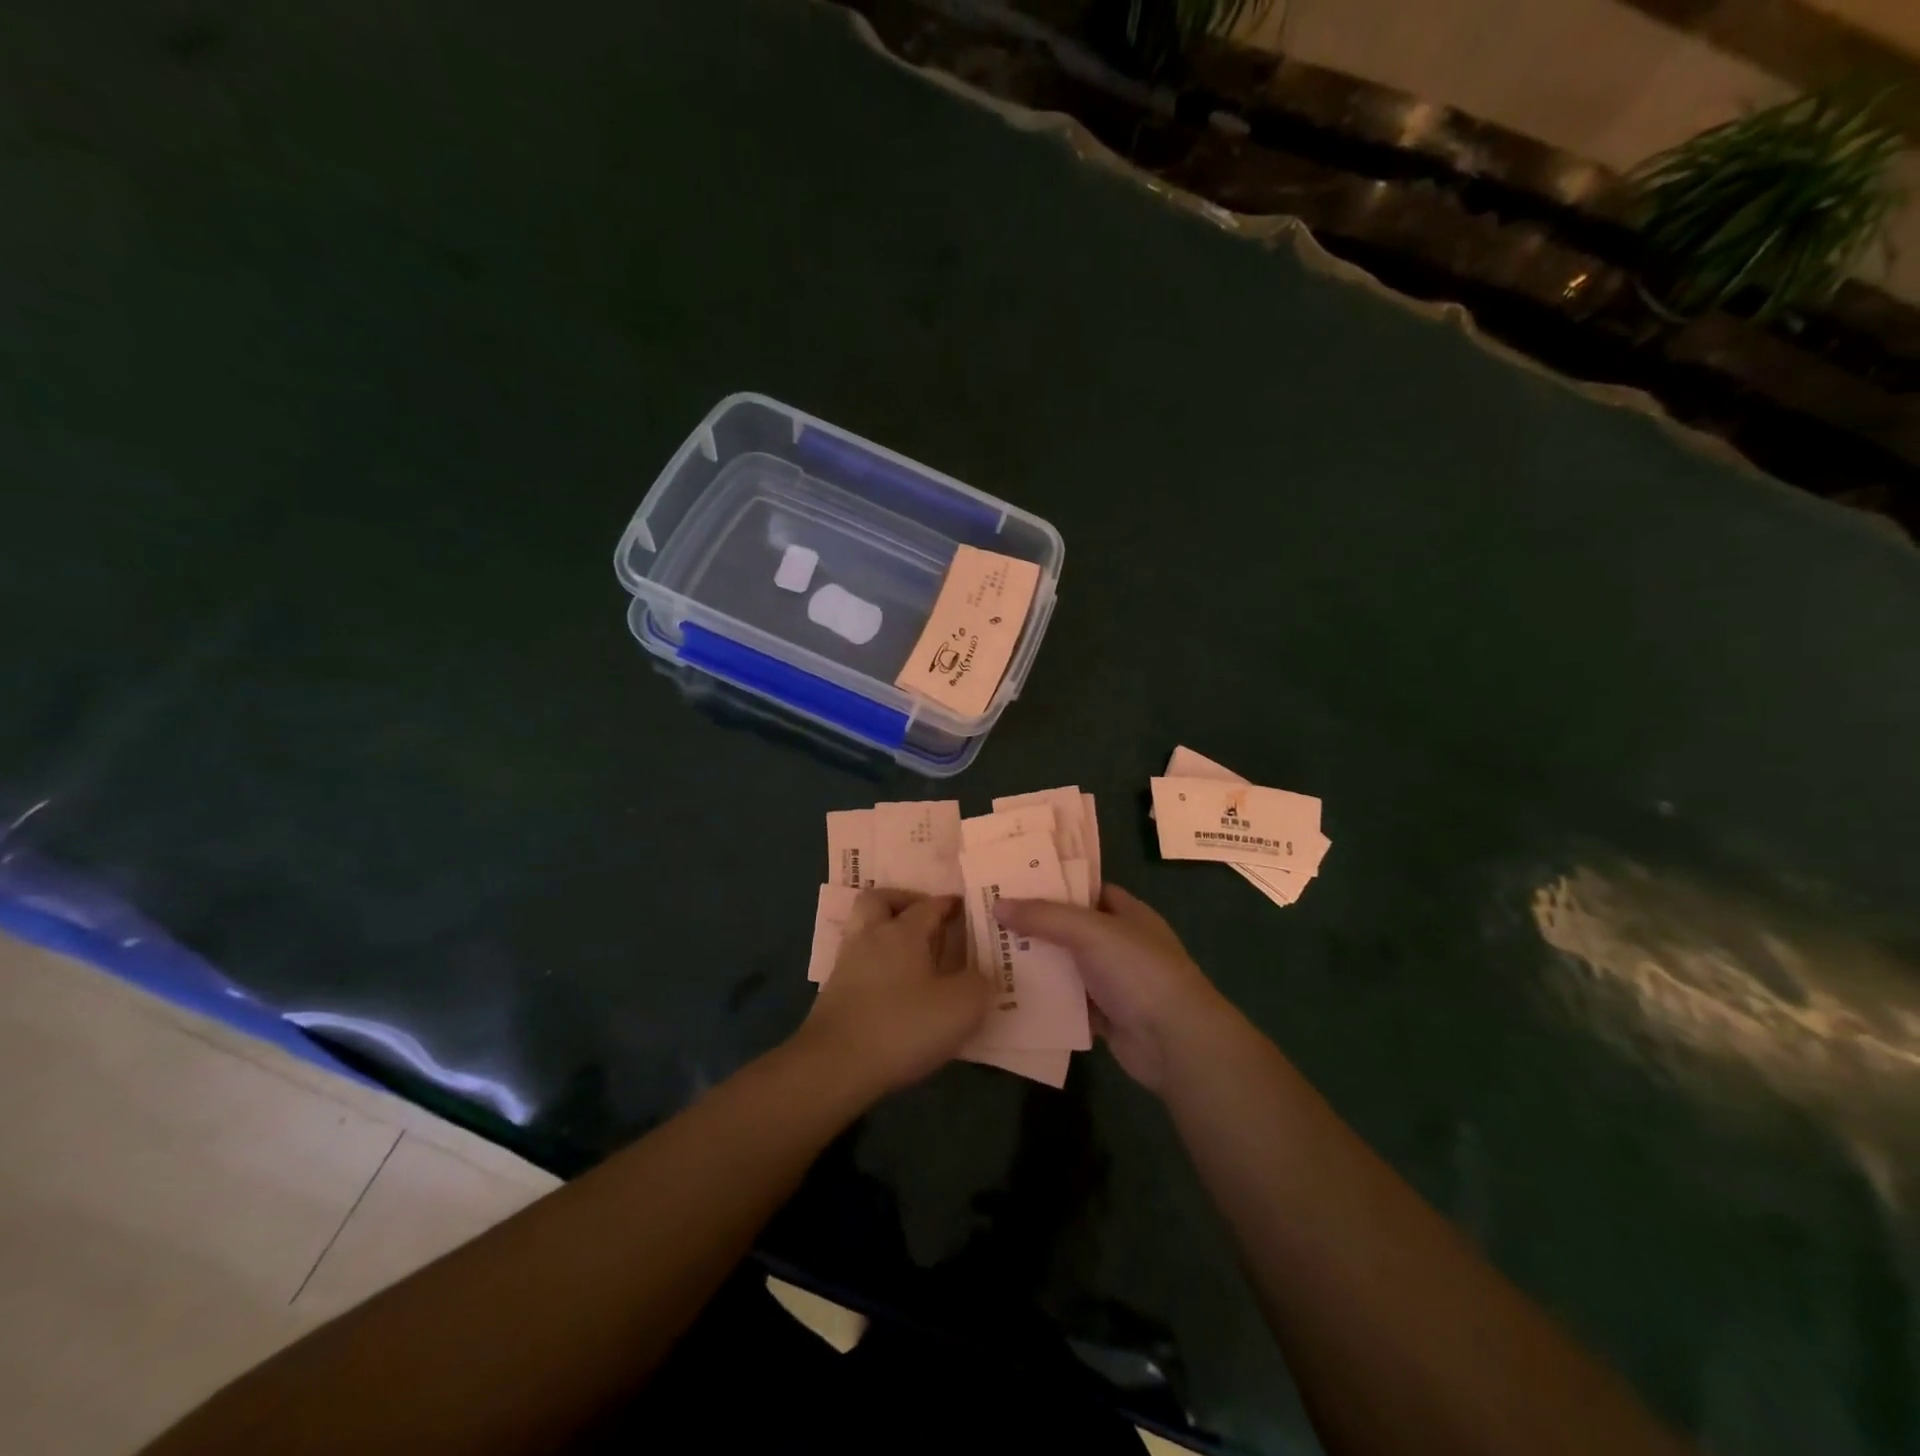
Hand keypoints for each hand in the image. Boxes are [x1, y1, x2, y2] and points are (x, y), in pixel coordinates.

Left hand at [801, 890, 988, 1094]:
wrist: (835, 1065)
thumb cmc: (903, 1026)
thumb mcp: (961, 1007)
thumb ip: (979, 984)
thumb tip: (981, 975)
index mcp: (903, 931)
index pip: (929, 905)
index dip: (949, 904)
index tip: (965, 908)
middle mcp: (871, 937)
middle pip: (879, 900)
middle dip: (902, 902)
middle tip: (924, 920)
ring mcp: (847, 963)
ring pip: (863, 929)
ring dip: (884, 932)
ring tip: (910, 954)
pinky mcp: (833, 992)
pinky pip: (858, 961)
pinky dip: (875, 964)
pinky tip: (892, 986)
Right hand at [995, 884, 1232, 1092]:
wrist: (1175, 1041)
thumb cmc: (1138, 971)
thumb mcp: (1090, 931)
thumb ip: (1044, 916)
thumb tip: (997, 905)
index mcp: (1127, 913)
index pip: (1086, 889)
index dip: (1053, 884)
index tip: (1014, 882)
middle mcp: (1120, 944)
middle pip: (1070, 928)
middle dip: (1035, 925)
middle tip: (990, 918)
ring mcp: (1113, 982)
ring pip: (1066, 966)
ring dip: (1036, 963)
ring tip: (990, 954)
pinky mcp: (1104, 1016)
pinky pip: (1067, 1002)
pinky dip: (1045, 1000)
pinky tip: (1009, 994)